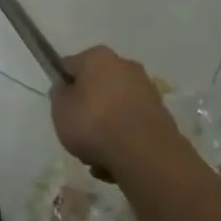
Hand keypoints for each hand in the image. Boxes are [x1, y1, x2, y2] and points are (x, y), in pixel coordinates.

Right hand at [51, 47, 180, 169]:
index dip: (63, 87)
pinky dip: (123, 140)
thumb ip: (60, 94)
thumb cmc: (94, 123)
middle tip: (78, 133)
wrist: (145, 153)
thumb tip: (68, 89)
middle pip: (96, 87)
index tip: (61, 108)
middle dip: (88, 109)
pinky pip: (131, 126)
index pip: (70, 66)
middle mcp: (125, 65)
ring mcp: (147, 90)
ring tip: (96, 156)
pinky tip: (115, 163)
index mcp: (98, 57)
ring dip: (105, 129)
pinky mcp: (161, 114)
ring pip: (115, 109)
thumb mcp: (60, 109)